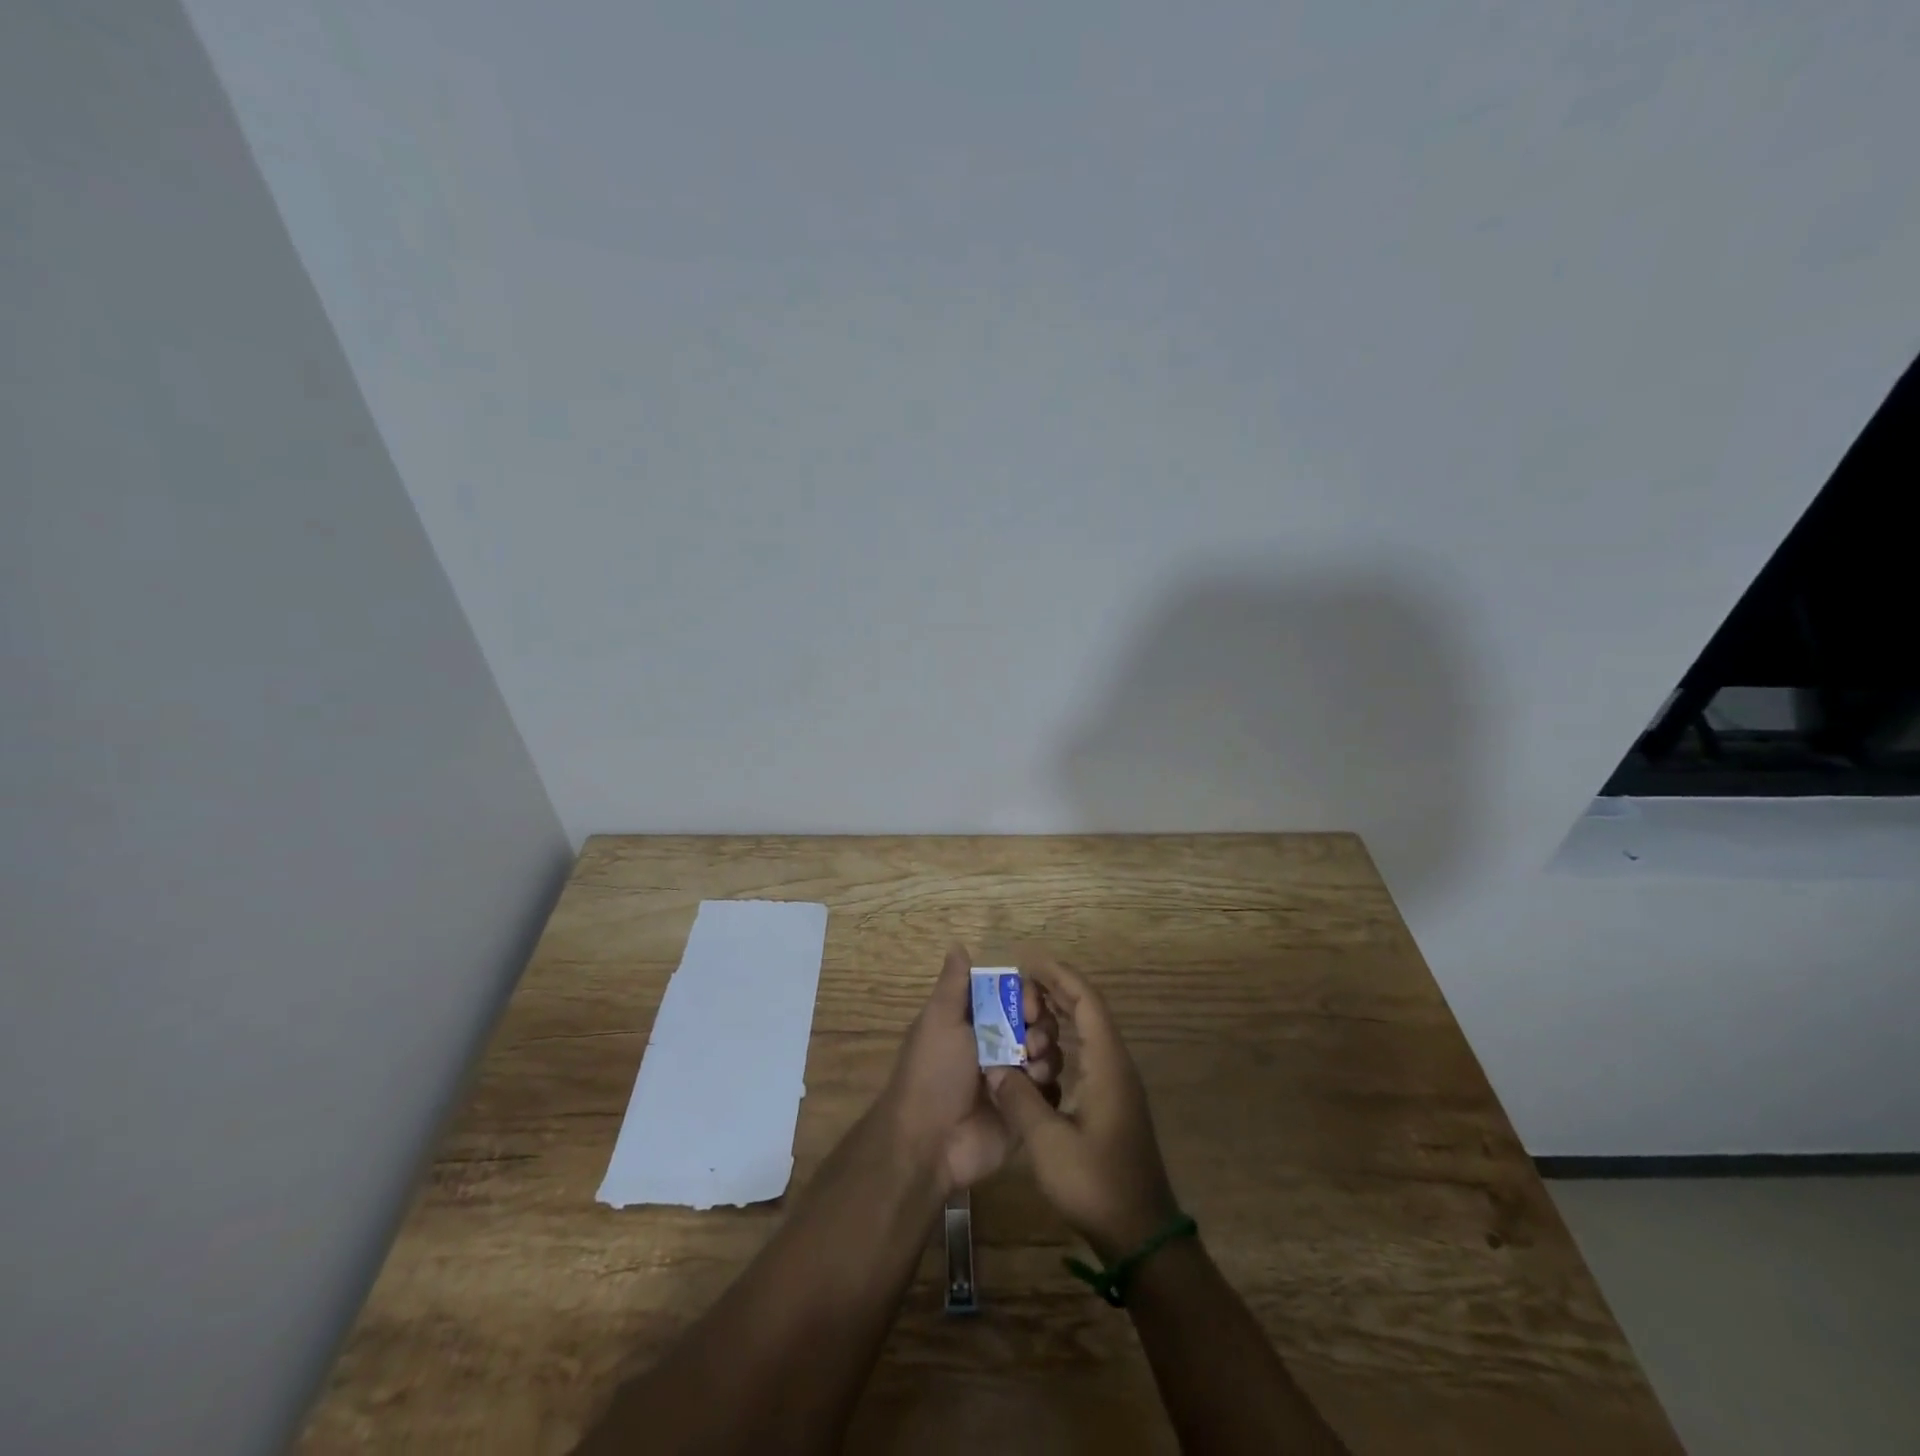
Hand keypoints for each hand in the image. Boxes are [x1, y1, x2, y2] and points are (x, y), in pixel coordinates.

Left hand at [880, 946, 1062, 1194]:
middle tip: (1032, 1040)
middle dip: (1042, 1026)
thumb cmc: (932, 1072)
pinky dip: (1049, 1087)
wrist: (930, 1142)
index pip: (1014, 996)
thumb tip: (958, 944)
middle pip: (1037, 1023)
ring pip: (1049, 1054)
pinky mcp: (1026, 1111)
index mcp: (977, 1022)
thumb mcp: (939, 1020)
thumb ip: (954, 984)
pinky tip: (1037, 1090)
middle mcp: (998, 1046)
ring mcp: (1014, 1079)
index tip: (1028, 1004)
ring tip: (1031, 1068)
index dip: (1027, 995)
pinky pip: (1052, 1091)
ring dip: (1047, 1055)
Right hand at [986, 958, 1179, 1260]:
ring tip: (1027, 1006)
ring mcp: (1118, 1084)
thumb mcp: (1048, 1143)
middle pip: (1090, 1010)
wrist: (1141, 1234)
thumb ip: (1019, 1098)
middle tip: (1022, 979)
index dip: (1060, 976)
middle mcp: (1116, 1065)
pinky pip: (1088, 1053)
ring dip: (1062, 1014)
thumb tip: (993, 1065)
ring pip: (1090, 1032)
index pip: (1086, 1002)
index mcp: (1107, 1065)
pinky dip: (1066, 1039)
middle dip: (1058, 989)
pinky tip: (1042, 1050)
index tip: (1030, 961)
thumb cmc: (1096, 1184)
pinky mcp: (1114, 1102)